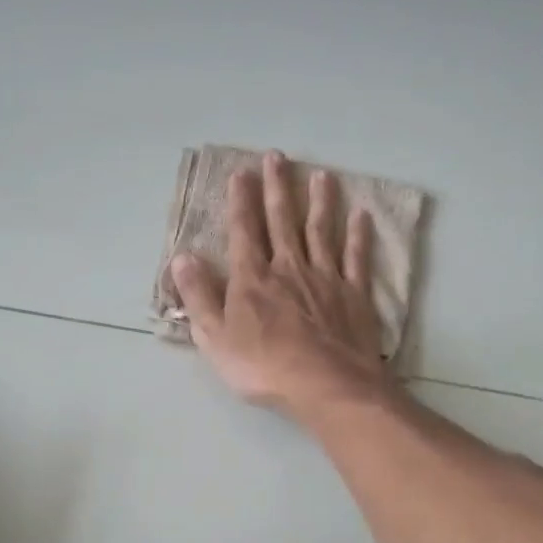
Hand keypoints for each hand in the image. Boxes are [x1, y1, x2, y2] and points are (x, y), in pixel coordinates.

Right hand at [168, 150, 392, 419]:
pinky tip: (361, 215)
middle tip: (278, 157)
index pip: (244, 231)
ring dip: (321, 201)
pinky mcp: (354, 295)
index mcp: (253, 278)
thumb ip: (198, 295)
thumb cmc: (263, 366)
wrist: (325, 385)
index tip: (241, 172)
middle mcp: (289, 268)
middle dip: (278, 187)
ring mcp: (326, 278)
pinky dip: (359, 235)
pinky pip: (356, 258)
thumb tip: (181, 257)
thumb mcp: (214, 337)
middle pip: (283, 220)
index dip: (241, 201)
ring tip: (322, 174)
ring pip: (322, 231)